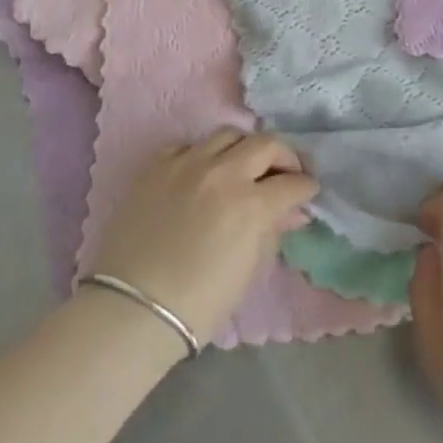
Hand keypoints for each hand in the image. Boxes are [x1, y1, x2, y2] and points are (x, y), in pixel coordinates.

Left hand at [91, 130, 317, 340]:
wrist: (134, 308)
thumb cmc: (199, 302)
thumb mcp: (249, 270)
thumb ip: (272, 232)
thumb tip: (291, 212)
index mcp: (250, 204)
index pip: (292, 183)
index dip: (306, 187)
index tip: (308, 192)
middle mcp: (222, 173)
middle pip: (266, 143)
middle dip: (284, 157)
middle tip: (285, 173)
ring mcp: (186, 164)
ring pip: (228, 134)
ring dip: (244, 149)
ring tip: (244, 167)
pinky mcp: (157, 165)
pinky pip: (188, 145)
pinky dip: (202, 154)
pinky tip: (202, 173)